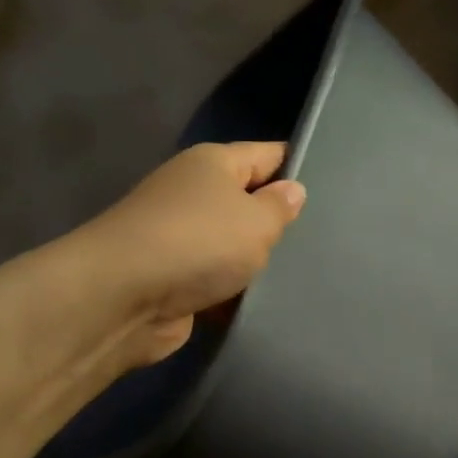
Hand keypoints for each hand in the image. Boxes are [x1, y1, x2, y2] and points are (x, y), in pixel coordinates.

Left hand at [82, 141, 306, 365]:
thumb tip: (291, 189)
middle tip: (323, 240)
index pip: (267, 154)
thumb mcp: (256, 221)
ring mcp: (179, 237)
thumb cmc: (199, 243)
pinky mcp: (172, 277)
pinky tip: (263, 303)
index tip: (333, 187)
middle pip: (247, 201)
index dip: (297, 166)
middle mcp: (193, 192)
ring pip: (232, 245)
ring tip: (300, 275)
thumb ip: (280, 206)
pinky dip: (232, 290)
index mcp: (213, 163)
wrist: (124, 297)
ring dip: (255, 262)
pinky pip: (215, 279)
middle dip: (278, 221)